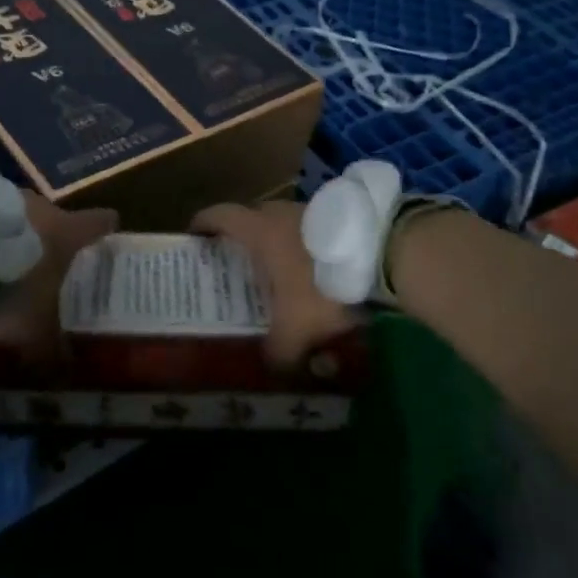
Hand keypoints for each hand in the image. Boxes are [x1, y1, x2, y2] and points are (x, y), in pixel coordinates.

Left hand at [0, 192, 116, 362]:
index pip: (98, 222)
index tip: (107, 231)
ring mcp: (2, 195)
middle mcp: (40, 207)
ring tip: (0, 258)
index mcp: (66, 232)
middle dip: (50, 236)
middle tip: (44, 262)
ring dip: (13, 231)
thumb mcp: (34, 331)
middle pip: (53, 217)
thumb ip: (53, 349)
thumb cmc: (7, 291)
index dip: (104, 228)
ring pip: (16, 213)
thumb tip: (67, 370)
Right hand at [192, 200, 359, 368]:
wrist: (383, 252)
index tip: (194, 237)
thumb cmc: (321, 282)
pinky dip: (305, 248)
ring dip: (278, 245)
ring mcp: (310, 210)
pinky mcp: (338, 217)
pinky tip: (314, 272)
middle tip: (238, 265)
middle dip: (241, 241)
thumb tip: (270, 367)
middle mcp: (278, 212)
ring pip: (283, 226)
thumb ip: (277, 351)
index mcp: (257, 229)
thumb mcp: (296, 328)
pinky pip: (310, 232)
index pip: (218, 216)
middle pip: (250, 220)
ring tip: (279, 273)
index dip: (202, 224)